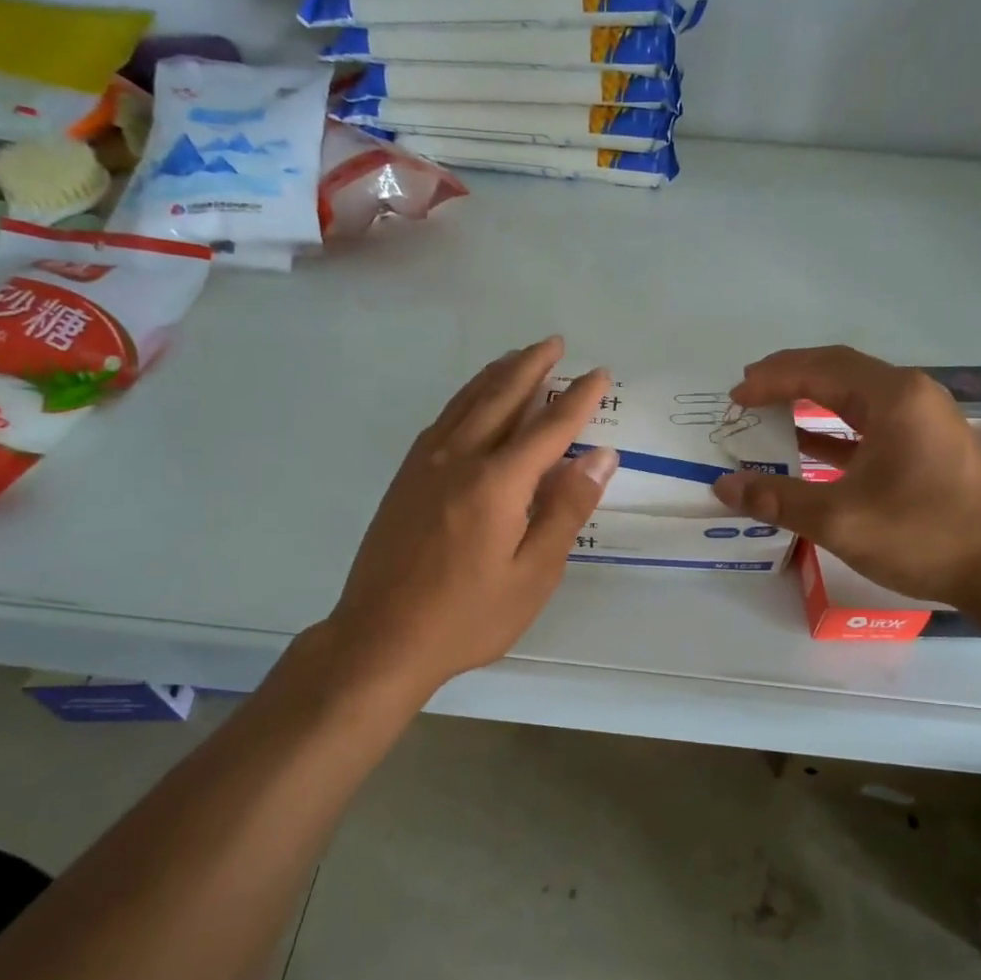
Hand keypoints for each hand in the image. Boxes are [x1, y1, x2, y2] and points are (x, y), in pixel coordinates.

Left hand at [324, 337, 616, 695]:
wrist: (381, 637)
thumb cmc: (468, 616)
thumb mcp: (533, 573)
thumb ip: (566, 510)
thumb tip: (599, 456)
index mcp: (497, 482)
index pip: (549, 427)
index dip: (578, 399)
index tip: (599, 374)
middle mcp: (459, 458)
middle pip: (501, 397)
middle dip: (532, 366)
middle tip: (555, 343)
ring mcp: (425, 464)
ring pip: (467, 401)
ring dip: (496, 374)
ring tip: (519, 356)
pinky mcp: (405, 478)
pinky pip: (442, 420)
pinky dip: (466, 398)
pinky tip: (472, 401)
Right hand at [711, 346, 980, 608]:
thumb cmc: (925, 534)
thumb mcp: (840, 519)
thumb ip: (778, 500)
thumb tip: (725, 487)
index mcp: (893, 398)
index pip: (820, 369)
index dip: (771, 378)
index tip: (735, 395)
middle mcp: (911, 397)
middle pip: (839, 373)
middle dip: (790, 379)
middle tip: (748, 392)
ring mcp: (924, 423)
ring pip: (856, 400)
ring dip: (811, 404)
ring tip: (770, 414)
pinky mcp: (928, 450)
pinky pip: (870, 427)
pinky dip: (834, 433)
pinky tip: (809, 449)